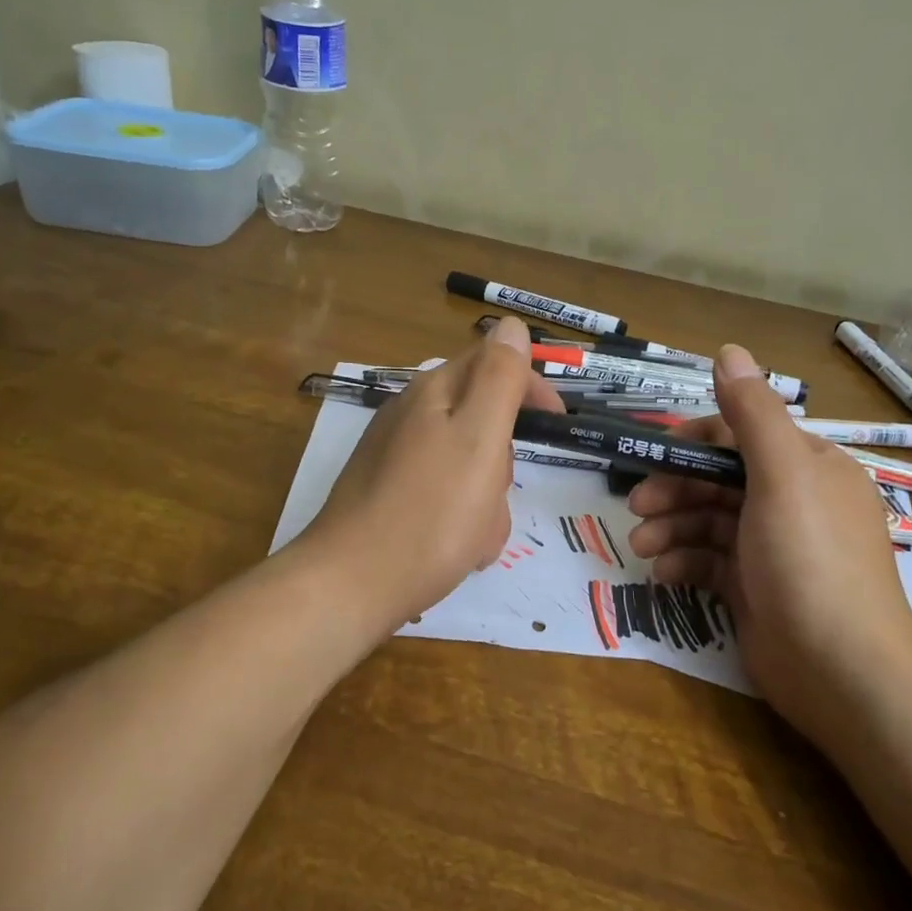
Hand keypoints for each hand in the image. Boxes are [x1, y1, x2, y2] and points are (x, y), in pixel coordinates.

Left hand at [299, 317, 565, 634]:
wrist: (353, 585)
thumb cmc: (430, 512)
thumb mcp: (479, 438)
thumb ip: (499, 378)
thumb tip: (510, 324)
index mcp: (432, 393)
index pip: (491, 363)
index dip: (530, 386)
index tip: (558, 422)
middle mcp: (410, 417)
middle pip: (481, 420)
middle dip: (502, 458)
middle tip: (497, 490)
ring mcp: (395, 458)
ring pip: (467, 465)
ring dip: (486, 498)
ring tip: (476, 533)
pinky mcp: (389, 496)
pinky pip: (445, 495)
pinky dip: (462, 519)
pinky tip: (457, 549)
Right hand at [624, 345, 911, 713]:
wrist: (842, 671)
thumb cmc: (810, 559)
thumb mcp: (783, 475)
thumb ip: (752, 413)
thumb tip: (729, 350)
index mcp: (808, 467)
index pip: (742, 436)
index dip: (695, 441)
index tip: (654, 452)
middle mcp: (792, 501)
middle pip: (718, 480)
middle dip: (674, 489)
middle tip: (637, 505)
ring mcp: (771, 548)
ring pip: (708, 521)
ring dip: (670, 527)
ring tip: (641, 546)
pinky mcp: (754, 588)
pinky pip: (708, 561)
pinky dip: (682, 562)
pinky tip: (662, 573)